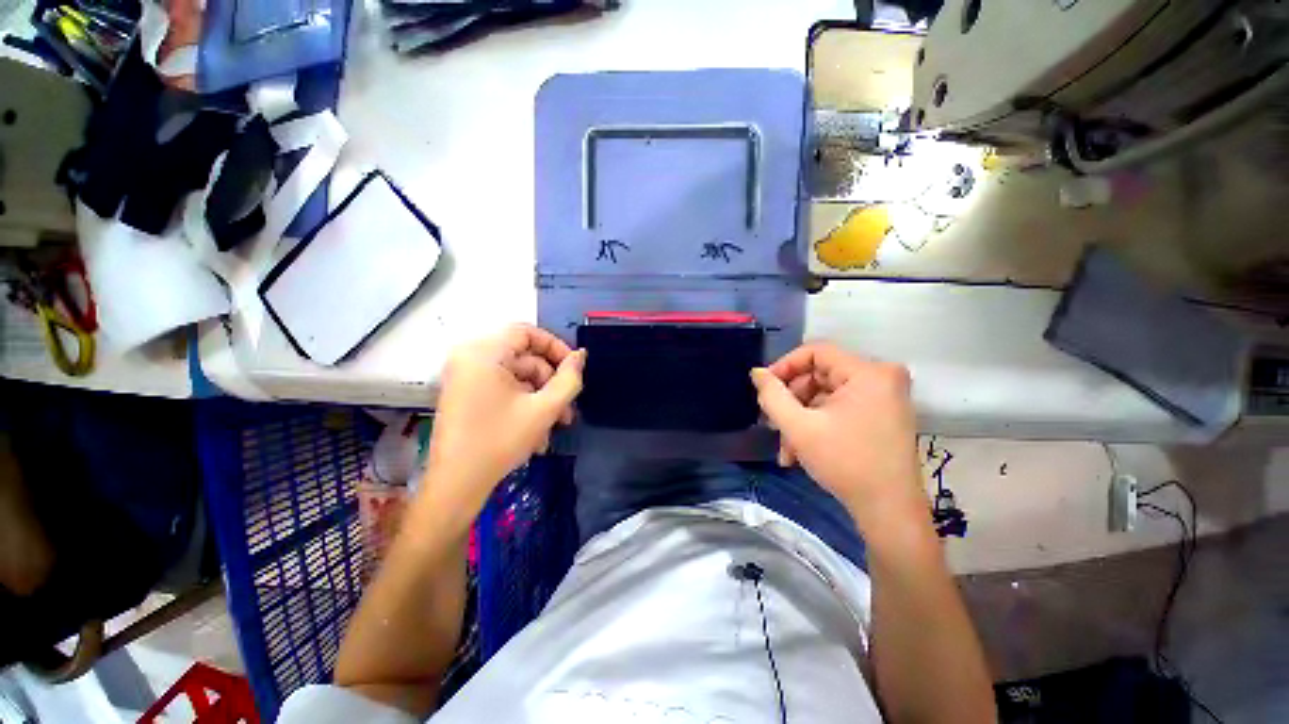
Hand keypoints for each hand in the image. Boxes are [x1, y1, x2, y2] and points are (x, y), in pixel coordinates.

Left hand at [426, 324, 584, 510]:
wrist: (456, 484)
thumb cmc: (500, 441)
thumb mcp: (544, 409)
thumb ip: (569, 379)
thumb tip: (580, 356)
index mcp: (483, 353)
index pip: (527, 332)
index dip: (555, 347)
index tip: (574, 369)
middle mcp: (470, 357)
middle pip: (524, 357)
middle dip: (551, 381)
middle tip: (568, 407)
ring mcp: (465, 376)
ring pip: (517, 375)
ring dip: (541, 396)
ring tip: (557, 423)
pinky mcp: (466, 393)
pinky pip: (504, 387)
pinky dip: (524, 402)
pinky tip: (537, 429)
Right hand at [750, 343, 924, 526]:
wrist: (889, 512)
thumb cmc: (845, 464)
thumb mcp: (799, 427)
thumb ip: (772, 395)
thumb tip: (757, 373)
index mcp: (868, 373)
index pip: (815, 352)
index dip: (784, 367)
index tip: (764, 389)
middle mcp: (881, 378)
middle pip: (819, 375)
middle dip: (791, 401)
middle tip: (772, 424)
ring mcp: (884, 397)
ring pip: (825, 395)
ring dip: (800, 418)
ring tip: (785, 448)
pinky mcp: (881, 414)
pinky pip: (839, 408)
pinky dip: (817, 424)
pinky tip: (800, 451)